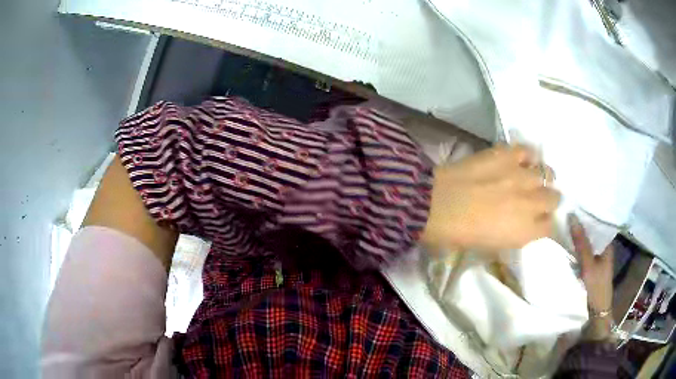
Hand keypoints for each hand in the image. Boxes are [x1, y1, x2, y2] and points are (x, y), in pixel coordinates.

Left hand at [422, 145, 559, 253]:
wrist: (436, 205)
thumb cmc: (458, 235)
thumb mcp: (490, 246)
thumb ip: (512, 235)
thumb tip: (519, 225)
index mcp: (525, 231)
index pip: (549, 227)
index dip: (544, 223)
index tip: (538, 221)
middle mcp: (530, 203)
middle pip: (553, 198)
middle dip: (547, 200)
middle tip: (535, 199)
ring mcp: (520, 176)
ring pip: (546, 173)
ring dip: (541, 177)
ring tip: (531, 178)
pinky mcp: (506, 155)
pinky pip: (526, 150)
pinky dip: (526, 155)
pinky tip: (520, 160)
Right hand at [569, 215, 614, 339]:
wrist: (596, 314)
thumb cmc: (596, 287)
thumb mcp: (589, 265)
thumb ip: (581, 243)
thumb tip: (572, 215)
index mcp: (608, 244)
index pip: (599, 222)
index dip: (589, 212)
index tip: (577, 202)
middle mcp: (603, 249)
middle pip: (592, 232)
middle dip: (582, 224)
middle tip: (567, 210)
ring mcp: (597, 259)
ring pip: (587, 242)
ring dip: (578, 236)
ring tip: (565, 224)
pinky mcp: (590, 268)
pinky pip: (583, 252)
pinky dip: (576, 248)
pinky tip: (567, 244)